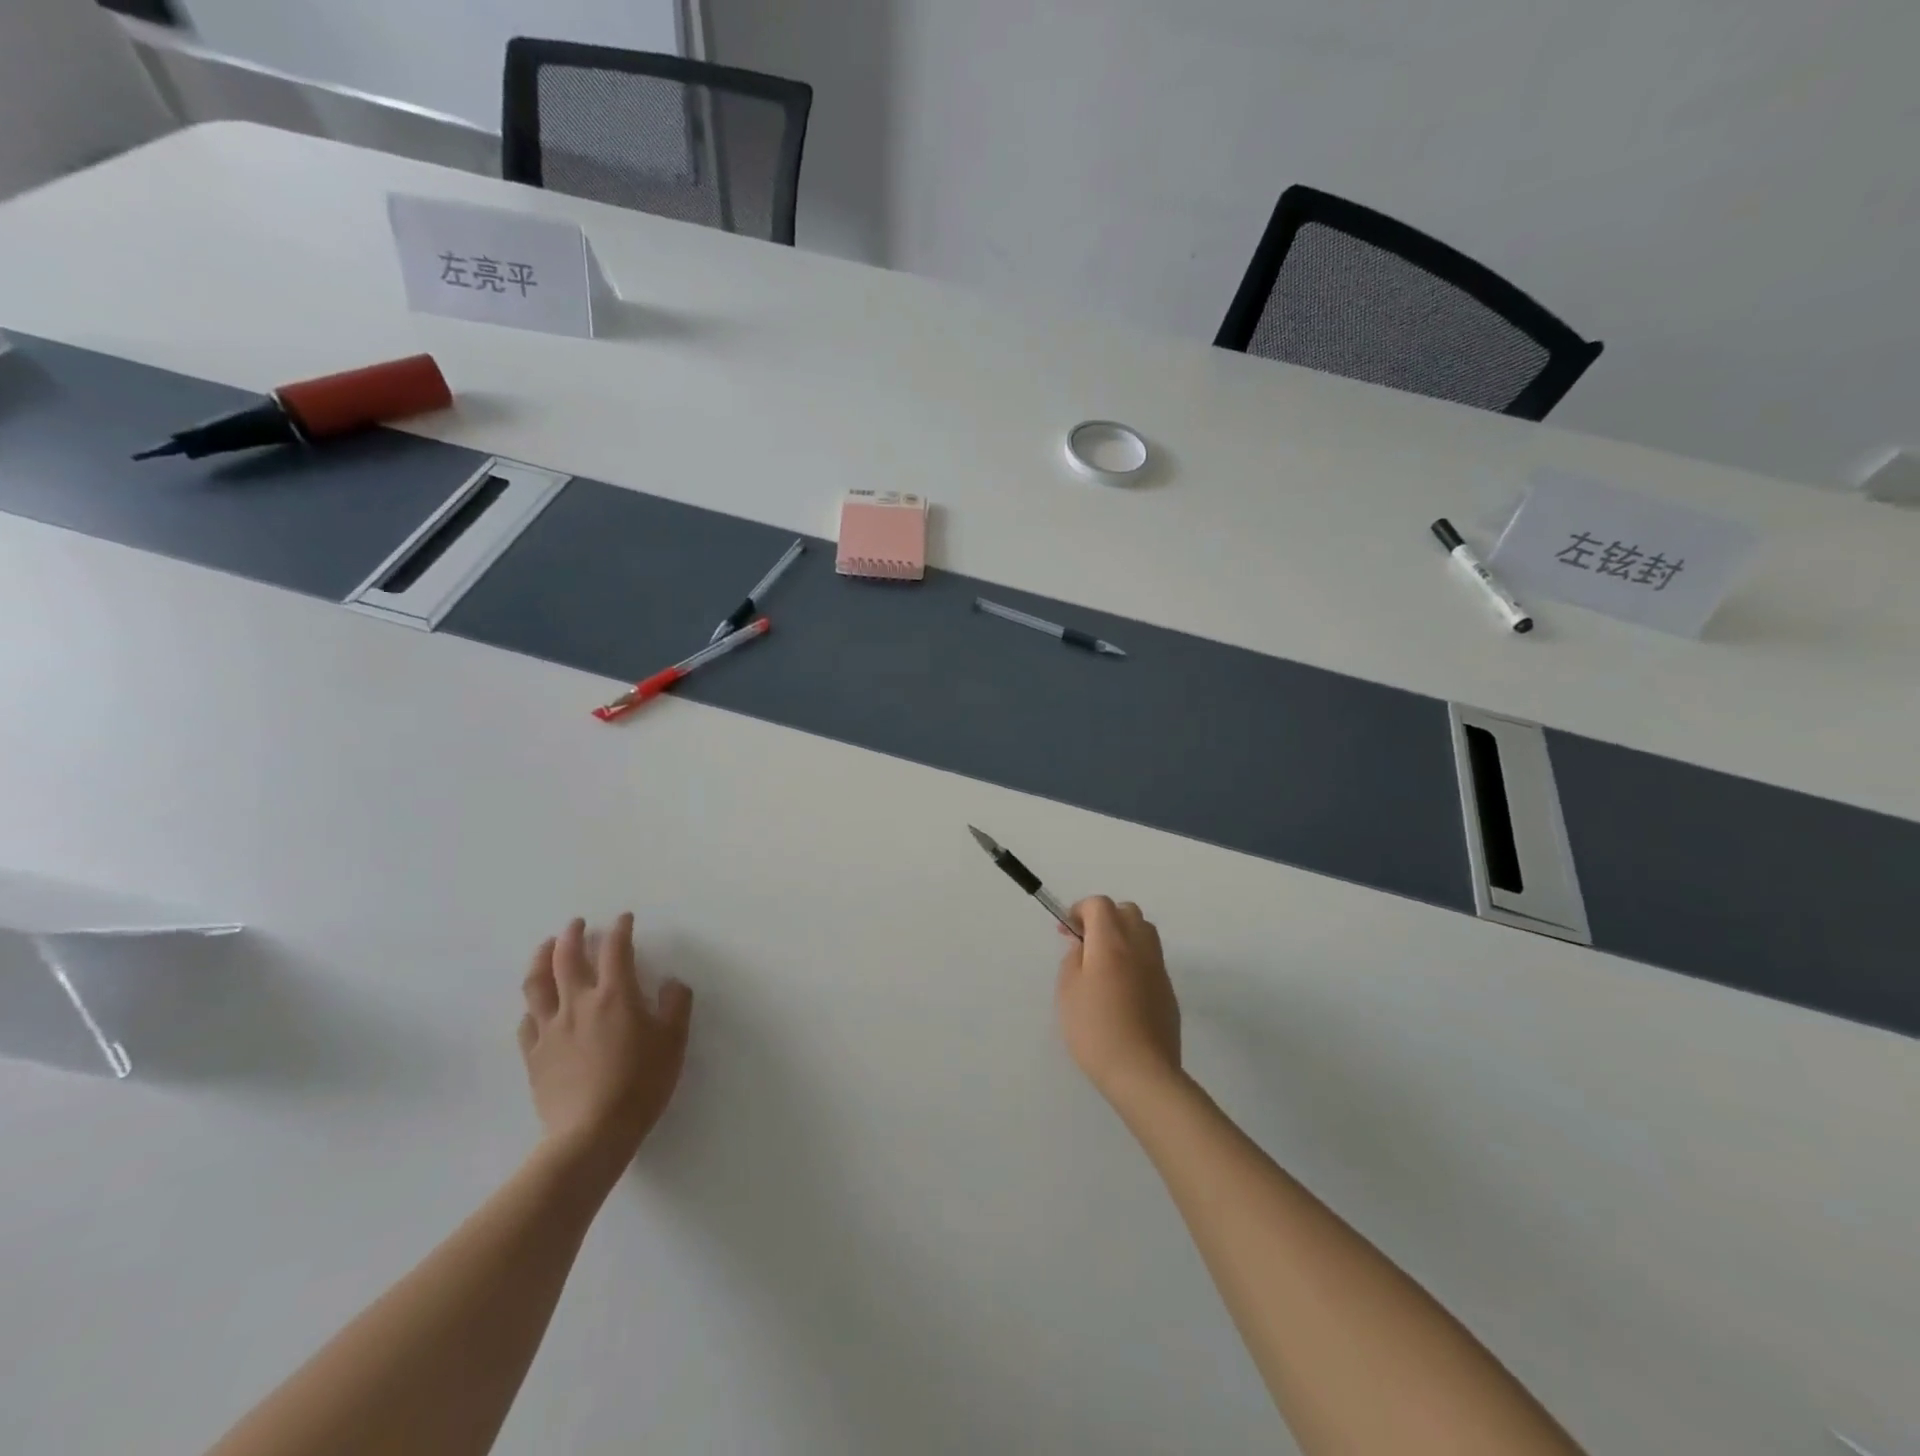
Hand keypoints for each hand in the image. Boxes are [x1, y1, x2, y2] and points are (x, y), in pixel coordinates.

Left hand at [518, 914, 692, 1178]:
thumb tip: (671, 982)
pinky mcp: (534, 1055)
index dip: (620, 930)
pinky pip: (527, 1022)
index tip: (624, 919)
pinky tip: (536, 1007)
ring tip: (545, 948)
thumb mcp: (673, 1042)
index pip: (616, 950)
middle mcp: (578, 1004)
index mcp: (615, 996)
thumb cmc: (640, 1084)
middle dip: (572, 935)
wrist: (591, 1134)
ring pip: (537, 984)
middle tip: (576, 924)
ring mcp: (550, 1029)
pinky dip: (532, 1007)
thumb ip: (676, 1005)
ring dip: (540, 959)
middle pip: (566, 958)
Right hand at [1056, 896, 1180, 1101]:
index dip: (1080, 910)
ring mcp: (1158, 967)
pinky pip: (1151, 958)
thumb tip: (1083, 945)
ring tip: (1104, 963)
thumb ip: (1073, 959)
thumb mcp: (1068, 991)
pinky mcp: (1168, 989)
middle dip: (1104, 918)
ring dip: (1123, 935)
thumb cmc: (1095, 1029)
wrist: (1142, 1072)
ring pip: (1143, 932)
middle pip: (1126, 911)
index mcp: (1111, 941)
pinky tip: (1121, 989)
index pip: (1099, 904)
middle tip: (1086, 943)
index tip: (1067, 932)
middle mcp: (1139, 946)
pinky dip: (1135, 959)